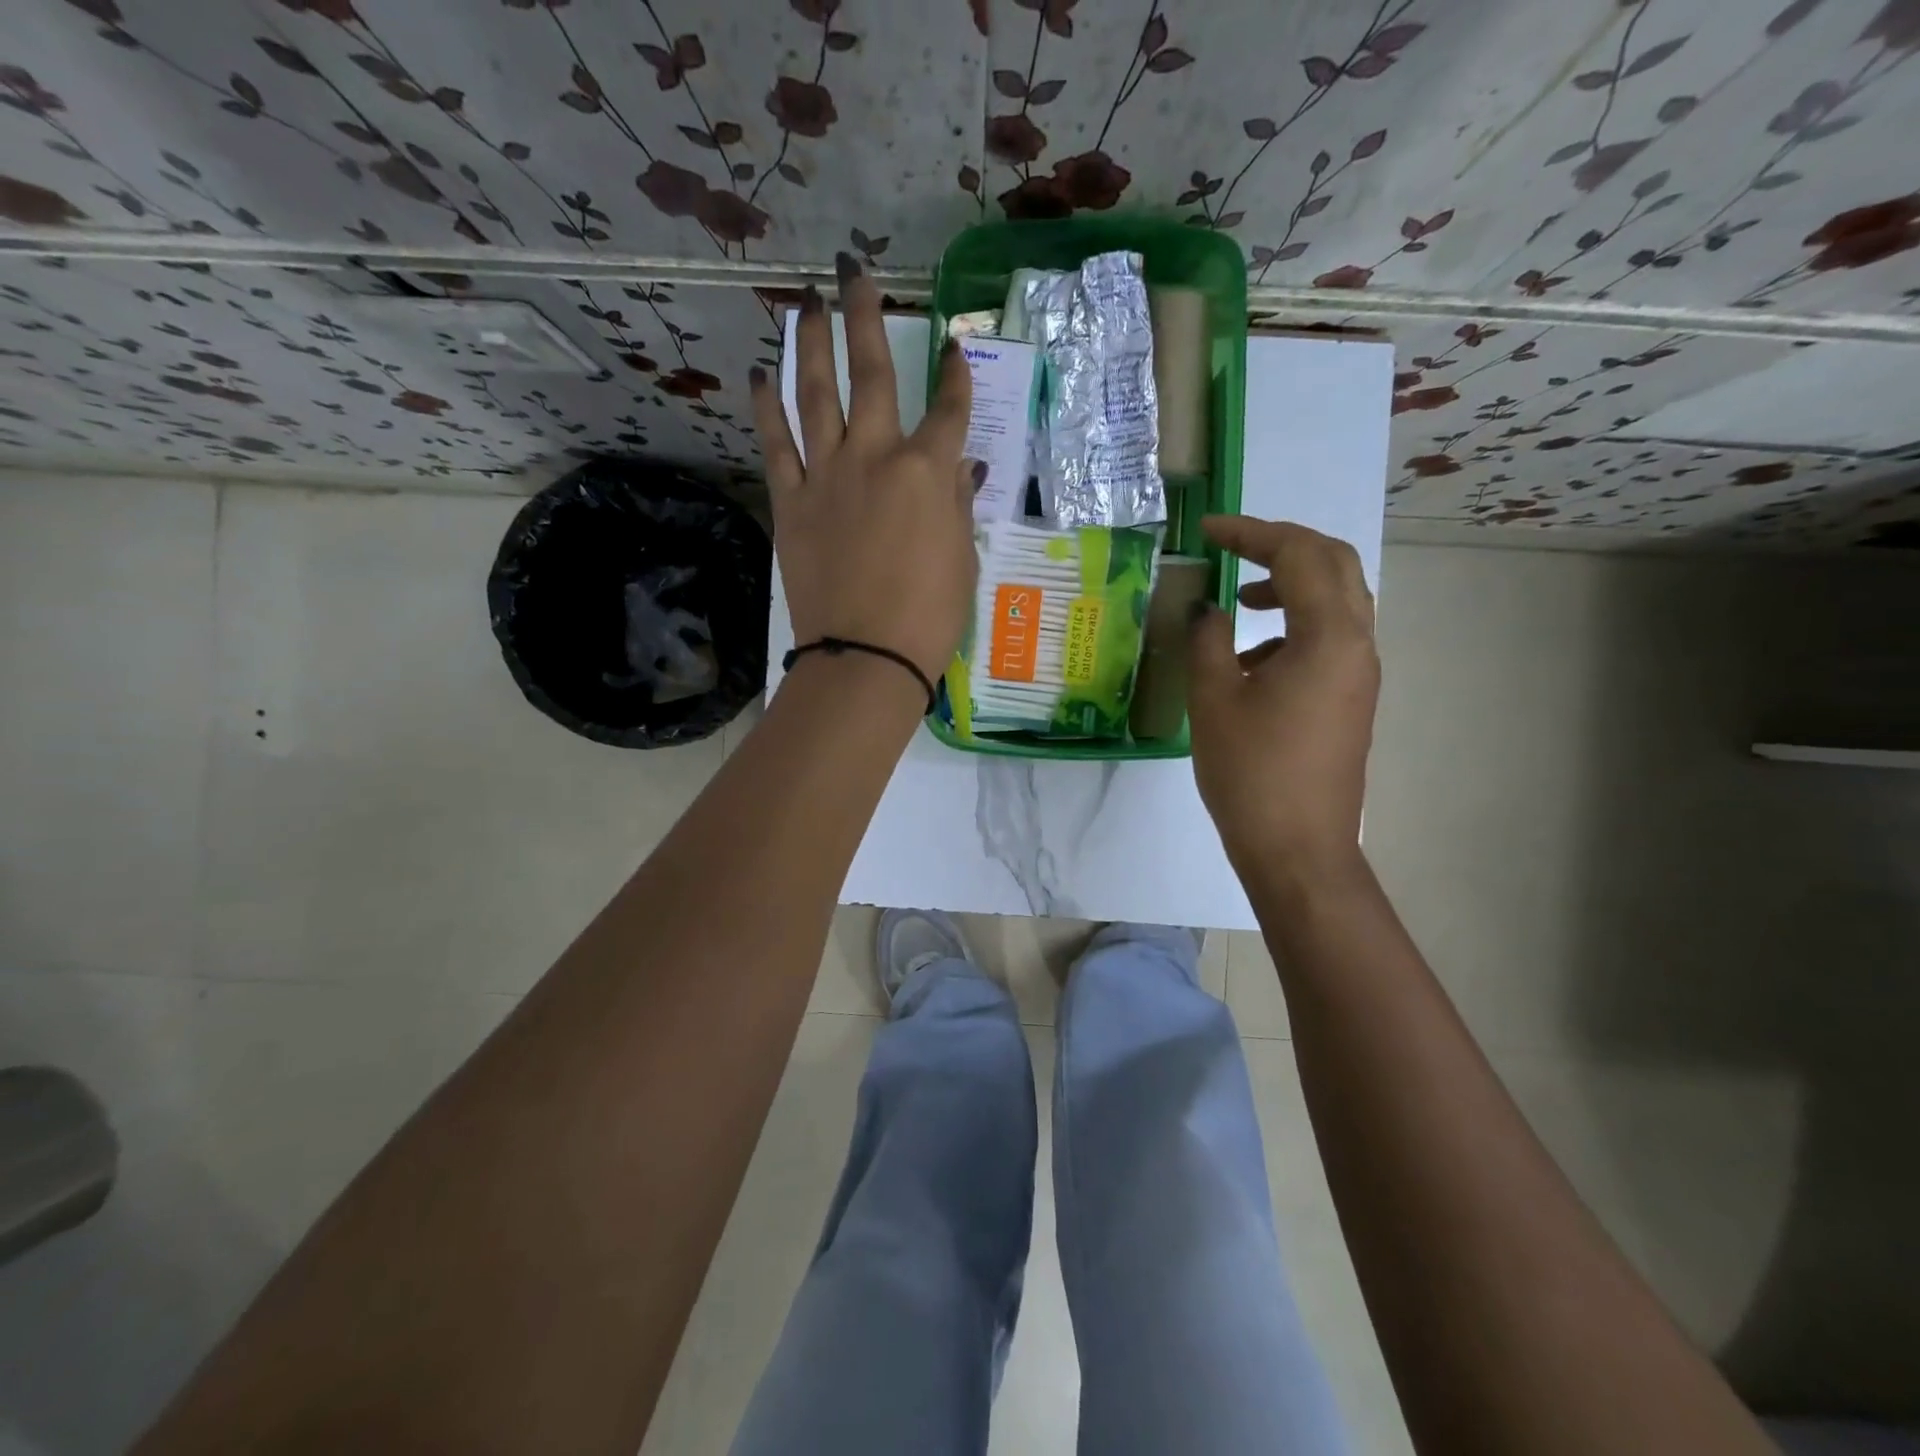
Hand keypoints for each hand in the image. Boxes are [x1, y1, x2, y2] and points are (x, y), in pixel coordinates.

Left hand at [749, 252, 980, 683]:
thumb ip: (956, 503)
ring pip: (815, 393)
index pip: (949, 409)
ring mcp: (827, 475)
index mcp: (927, 472)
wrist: (866, 655)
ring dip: (810, 342)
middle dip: (867, 316)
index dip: (955, 376)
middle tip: (855, 271)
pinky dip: (766, 406)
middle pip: (872, 374)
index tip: (954, 348)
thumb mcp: (961, 557)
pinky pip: (776, 443)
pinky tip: (759, 373)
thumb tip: (960, 466)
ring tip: (805, 302)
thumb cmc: (928, 615)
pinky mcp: (792, 501)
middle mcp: (876, 456)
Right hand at [1187, 516, 1379, 876]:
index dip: (1252, 532)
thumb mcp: (1215, 699)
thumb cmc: (1251, 772)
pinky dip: (1294, 624)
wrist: (1298, 849)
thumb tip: (1210, 609)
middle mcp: (1357, 644)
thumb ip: (1209, 640)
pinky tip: (1251, 658)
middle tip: (1234, 547)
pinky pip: (1331, 637)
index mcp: (1328, 636)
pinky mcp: (1351, 698)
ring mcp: (1360, 673)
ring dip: (1292, 584)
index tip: (1208, 530)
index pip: (1298, 554)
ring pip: (1338, 600)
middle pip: (1334, 564)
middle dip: (1282, 545)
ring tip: (1241, 599)